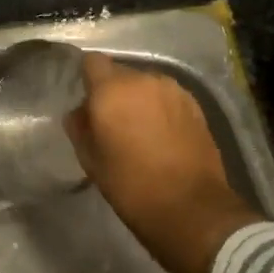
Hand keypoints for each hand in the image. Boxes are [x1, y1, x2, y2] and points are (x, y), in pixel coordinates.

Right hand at [65, 53, 263, 272]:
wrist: (193, 210)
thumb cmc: (133, 188)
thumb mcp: (92, 162)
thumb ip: (80, 129)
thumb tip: (80, 113)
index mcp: (111, 90)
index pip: (92, 62)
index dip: (89, 79)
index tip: (90, 103)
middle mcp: (142, 79)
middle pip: (120, 73)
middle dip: (115, 92)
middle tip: (115, 123)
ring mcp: (171, 88)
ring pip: (145, 84)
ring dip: (140, 99)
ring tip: (142, 130)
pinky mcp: (194, 103)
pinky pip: (166, 96)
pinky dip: (161, 108)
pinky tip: (164, 135)